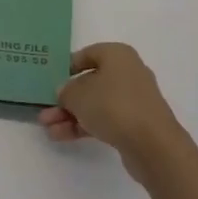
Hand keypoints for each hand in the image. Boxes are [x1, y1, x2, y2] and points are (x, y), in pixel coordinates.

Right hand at [38, 42, 187, 178]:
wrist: (152, 144)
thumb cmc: (113, 105)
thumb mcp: (78, 94)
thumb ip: (65, 91)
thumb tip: (64, 92)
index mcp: (117, 55)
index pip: (87, 54)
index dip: (66, 67)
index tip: (50, 80)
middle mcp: (127, 72)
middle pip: (89, 82)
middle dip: (65, 99)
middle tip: (45, 111)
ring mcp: (133, 100)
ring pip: (95, 104)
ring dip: (71, 115)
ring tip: (48, 129)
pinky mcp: (135, 123)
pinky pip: (104, 119)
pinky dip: (84, 126)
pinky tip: (62, 136)